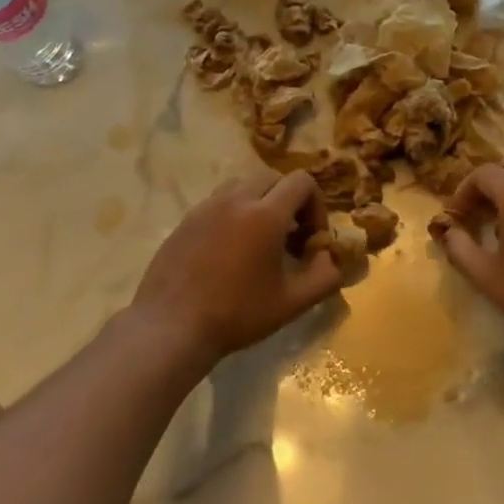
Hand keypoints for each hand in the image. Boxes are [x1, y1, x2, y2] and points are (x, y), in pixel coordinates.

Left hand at [129, 170, 342, 366]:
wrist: (172, 326)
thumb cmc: (237, 314)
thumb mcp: (292, 303)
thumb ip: (325, 277)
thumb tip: (330, 258)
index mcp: (265, 214)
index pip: (302, 182)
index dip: (316, 205)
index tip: (311, 238)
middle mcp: (235, 200)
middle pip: (273, 178)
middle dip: (289, 200)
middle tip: (290, 237)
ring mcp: (206, 207)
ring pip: (243, 185)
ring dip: (260, 203)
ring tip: (260, 241)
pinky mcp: (186, 220)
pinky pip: (218, 202)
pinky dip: (234, 214)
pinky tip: (230, 251)